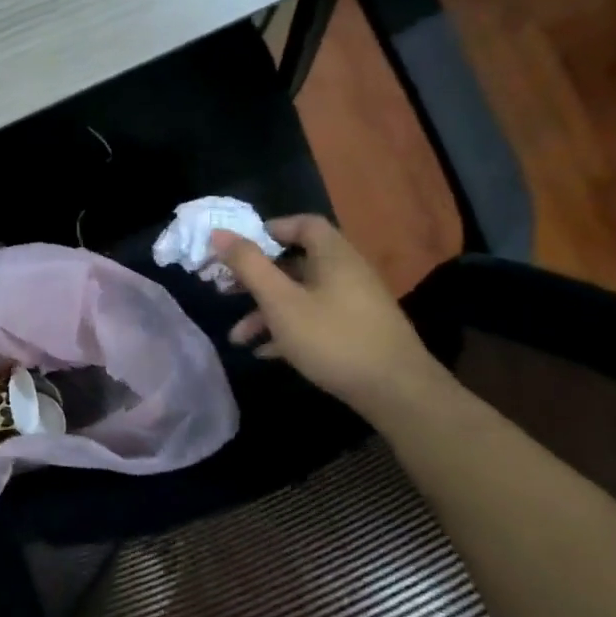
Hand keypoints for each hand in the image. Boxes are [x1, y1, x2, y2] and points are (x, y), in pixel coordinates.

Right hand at [213, 215, 441, 411]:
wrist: (396, 392)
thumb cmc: (333, 337)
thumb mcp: (281, 301)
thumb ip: (249, 265)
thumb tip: (218, 232)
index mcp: (333, 255)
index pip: (303, 224)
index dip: (269, 230)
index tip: (238, 248)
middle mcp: (346, 272)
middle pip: (295, 262)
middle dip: (256, 278)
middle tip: (225, 290)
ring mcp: (353, 303)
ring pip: (300, 296)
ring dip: (266, 311)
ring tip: (237, 337)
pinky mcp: (355, 331)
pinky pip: (314, 319)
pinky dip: (287, 329)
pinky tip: (264, 352)